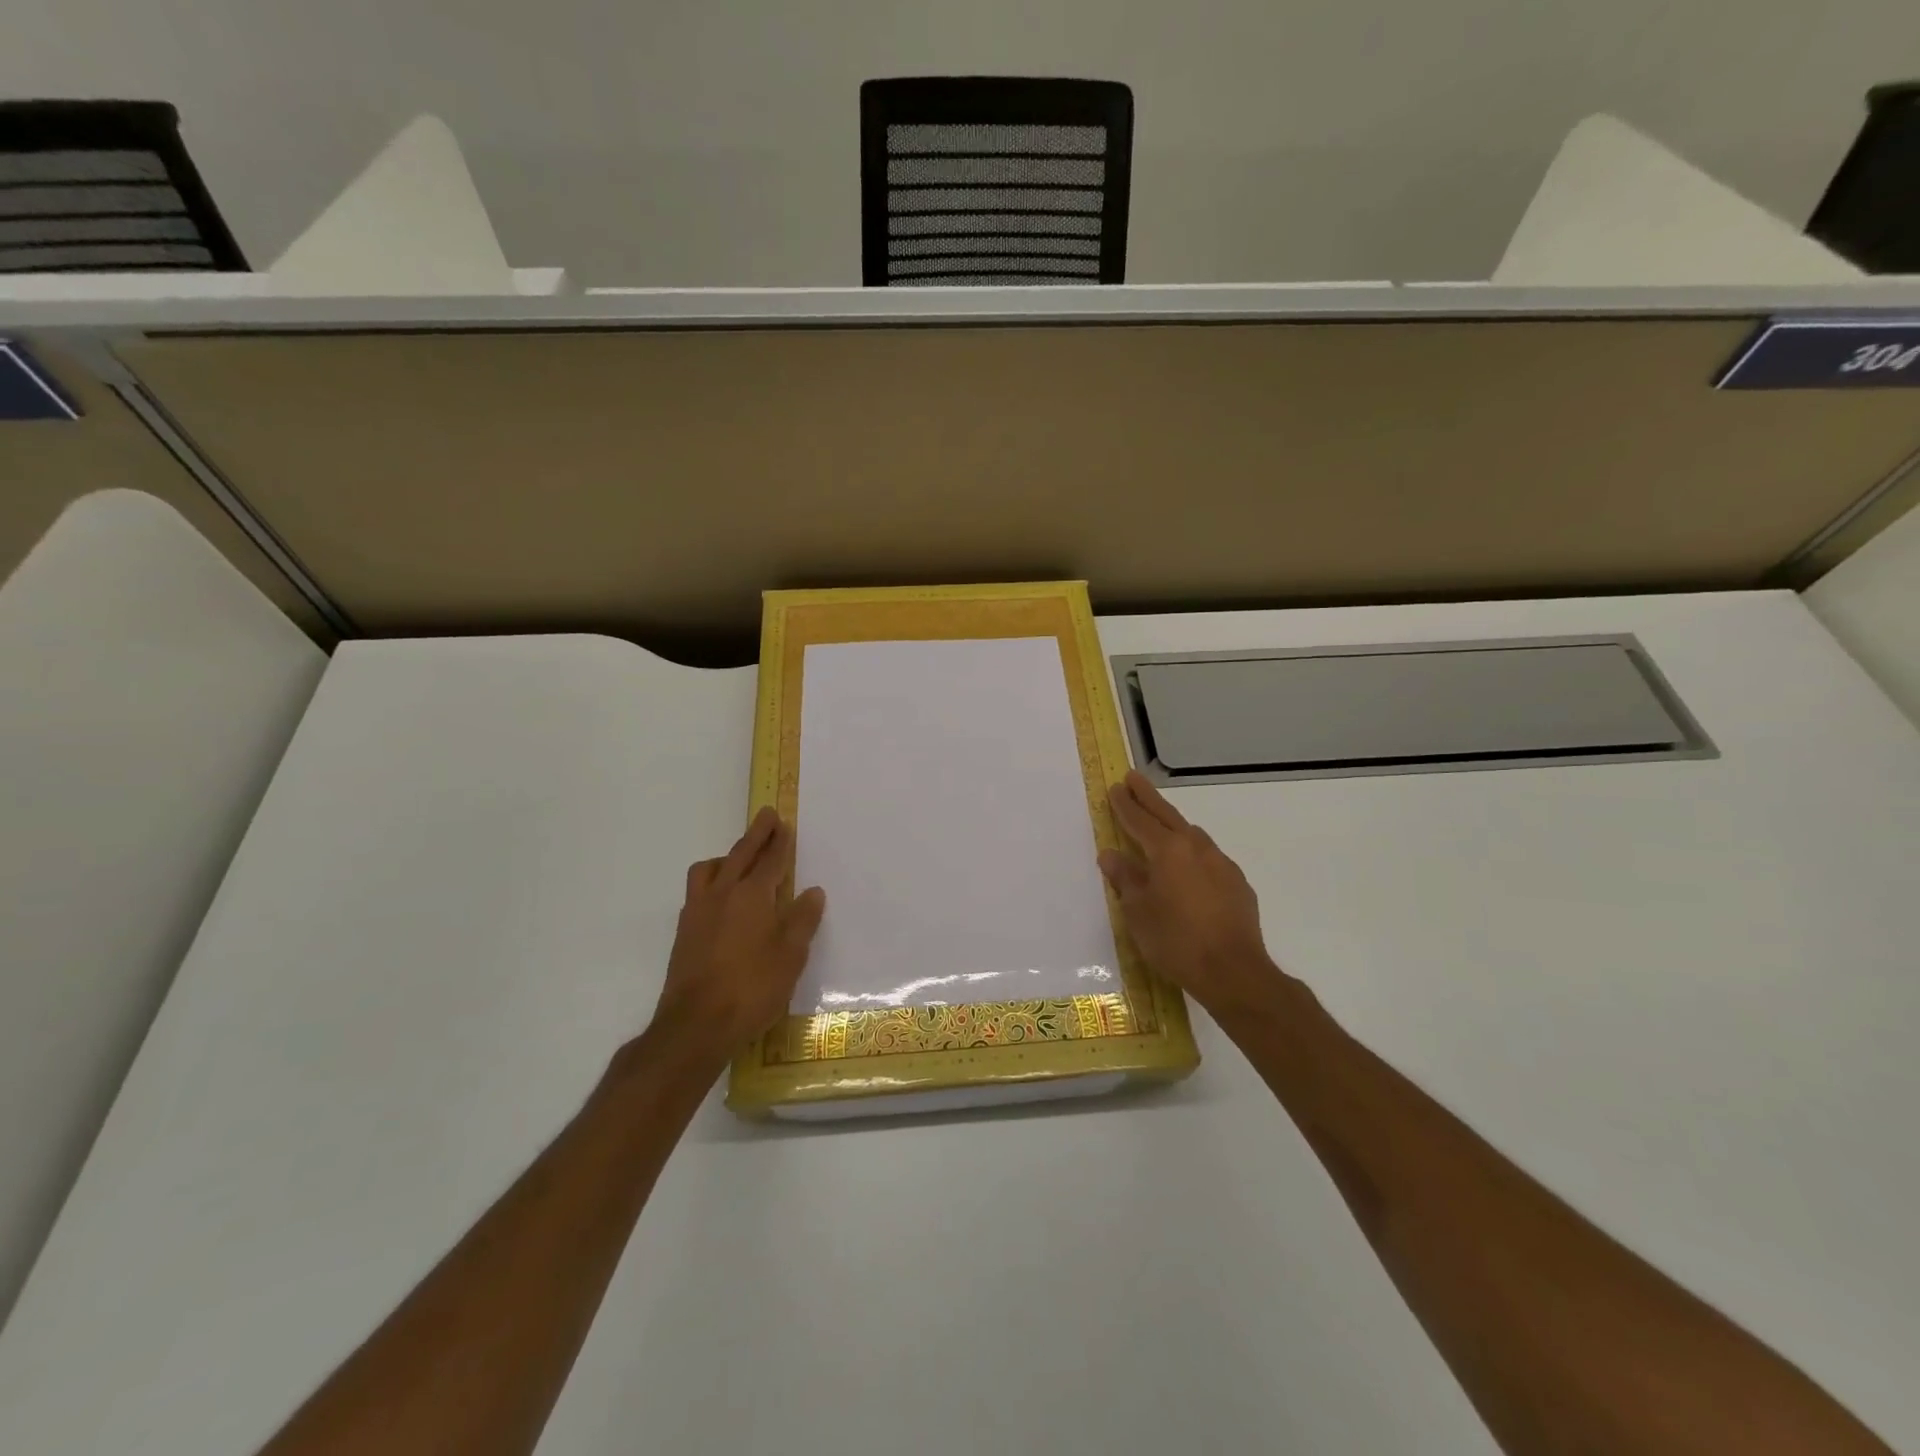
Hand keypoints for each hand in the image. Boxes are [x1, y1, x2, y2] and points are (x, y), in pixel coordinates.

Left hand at [653, 808, 825, 1054]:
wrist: (696, 1025)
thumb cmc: (752, 988)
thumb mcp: (790, 956)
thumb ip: (801, 920)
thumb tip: (812, 892)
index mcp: (752, 896)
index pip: (770, 860)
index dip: (779, 842)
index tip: (784, 824)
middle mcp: (722, 894)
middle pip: (740, 854)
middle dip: (756, 834)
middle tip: (767, 816)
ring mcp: (698, 912)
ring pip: (710, 869)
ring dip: (727, 856)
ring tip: (738, 859)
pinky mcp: (684, 932)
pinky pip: (698, 890)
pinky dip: (712, 880)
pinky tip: (720, 898)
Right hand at [1099, 771, 1281, 1019]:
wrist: (1234, 972)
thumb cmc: (1175, 941)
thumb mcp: (1138, 912)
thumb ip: (1125, 879)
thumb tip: (1111, 855)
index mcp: (1168, 851)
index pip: (1140, 821)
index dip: (1125, 805)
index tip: (1115, 788)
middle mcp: (1196, 848)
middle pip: (1167, 815)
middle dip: (1148, 797)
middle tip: (1133, 779)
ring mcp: (1221, 864)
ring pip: (1192, 835)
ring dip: (1173, 825)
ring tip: (1159, 824)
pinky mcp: (1238, 884)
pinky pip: (1208, 858)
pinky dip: (1192, 853)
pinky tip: (1188, 869)